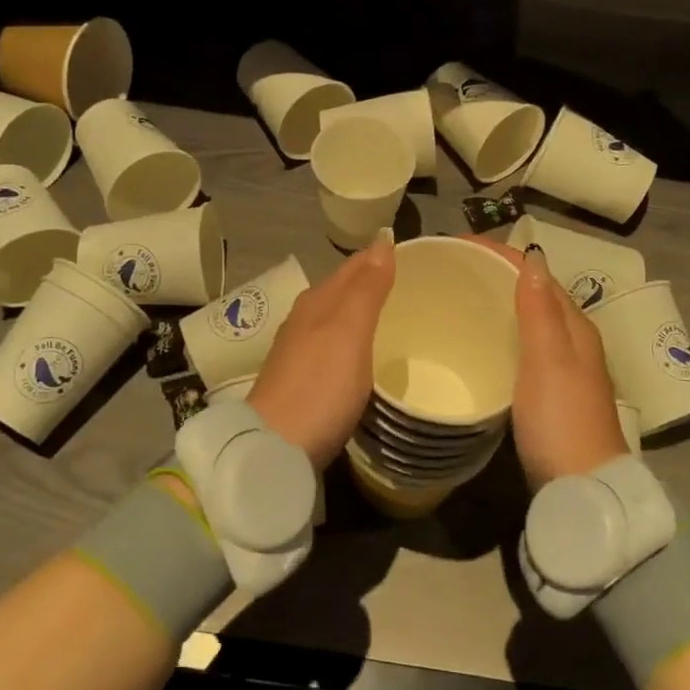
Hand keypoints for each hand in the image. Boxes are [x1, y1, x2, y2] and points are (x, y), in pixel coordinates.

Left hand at [248, 234, 395, 467]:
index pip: (354, 266)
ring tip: (397, 320)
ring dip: (363, 315)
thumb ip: (367, 289)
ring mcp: (299, 351)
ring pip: (337, 319)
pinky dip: (354, 343)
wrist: (274, 448)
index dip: (381, 258)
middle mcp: (304, 319)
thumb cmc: (319, 386)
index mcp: (317, 301)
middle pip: (343, 291)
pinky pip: (333, 347)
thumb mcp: (349, 332)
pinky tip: (367, 357)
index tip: (416, 259)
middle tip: (416, 289)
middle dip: (374, 284)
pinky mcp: (301, 381)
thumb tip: (382, 242)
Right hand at [472, 238, 626, 490]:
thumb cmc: (562, 419)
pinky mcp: (545, 394)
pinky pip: (518, 348)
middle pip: (531, 294)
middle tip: (448, 269)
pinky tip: (474, 344)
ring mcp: (559, 369)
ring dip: (496, 304)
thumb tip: (531, 255)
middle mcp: (570, 341)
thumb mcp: (548, 360)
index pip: (536, 274)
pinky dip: (498, 335)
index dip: (500, 254)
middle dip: (495, 275)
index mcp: (574, 326)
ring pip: (525, 321)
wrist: (581, 488)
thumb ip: (539, 309)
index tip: (456, 245)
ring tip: (455, 298)